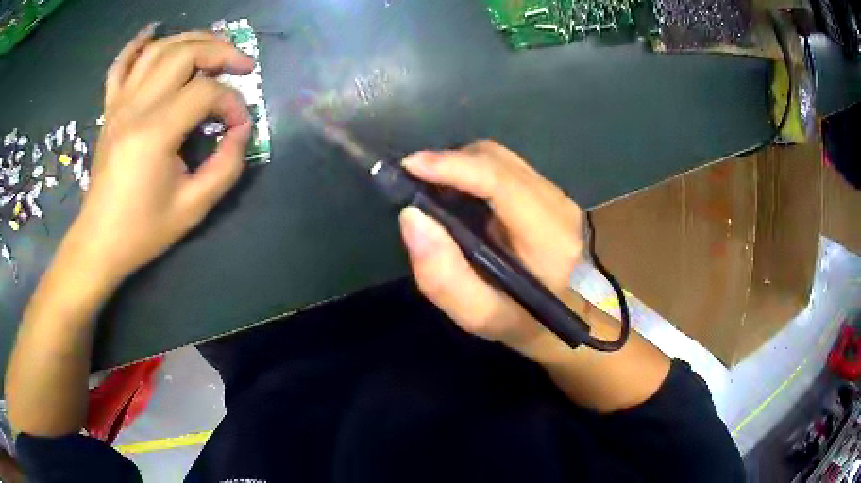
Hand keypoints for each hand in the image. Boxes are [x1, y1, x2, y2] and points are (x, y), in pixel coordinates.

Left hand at [68, 25, 253, 284]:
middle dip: (221, 51)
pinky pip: (121, 65)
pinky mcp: (110, 109)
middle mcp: (135, 107)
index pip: (205, 93)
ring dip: (191, 39)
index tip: (240, 126)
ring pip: (158, 50)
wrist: (99, 242)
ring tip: (213, 47)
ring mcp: (119, 104)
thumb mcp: (193, 208)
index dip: (232, 103)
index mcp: (155, 133)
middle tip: (242, 64)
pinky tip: (153, 32)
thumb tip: (241, 131)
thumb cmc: (143, 231)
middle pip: (185, 54)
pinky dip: (137, 44)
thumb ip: (226, 166)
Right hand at [399, 140, 583, 352]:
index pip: (500, 180)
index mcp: (549, 238)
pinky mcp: (550, 192)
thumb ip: (443, 276)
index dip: (452, 166)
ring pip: (500, 158)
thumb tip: (411, 216)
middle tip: (414, 182)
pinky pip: (506, 167)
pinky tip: (460, 194)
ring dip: (461, 166)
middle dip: (450, 163)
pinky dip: (475, 172)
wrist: (566, 317)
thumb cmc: (523, 322)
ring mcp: (557, 194)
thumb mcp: (478, 315)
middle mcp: (558, 204)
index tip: (409, 167)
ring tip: (433, 188)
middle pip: (496, 159)